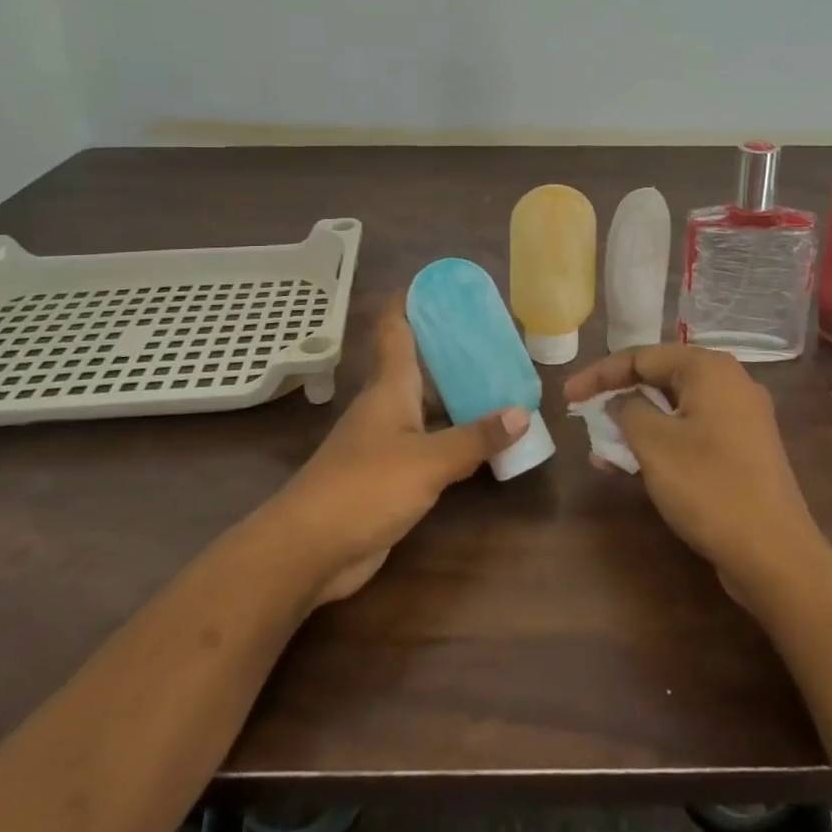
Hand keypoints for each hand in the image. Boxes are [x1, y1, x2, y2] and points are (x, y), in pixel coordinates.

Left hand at [268, 302, 528, 604]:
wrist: (310, 549)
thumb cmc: (365, 488)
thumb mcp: (427, 461)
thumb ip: (474, 437)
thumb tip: (521, 412)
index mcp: (390, 386)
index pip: (397, 328)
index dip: (413, 300)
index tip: (442, 282)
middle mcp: (387, 405)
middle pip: (420, 363)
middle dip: (452, 346)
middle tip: (496, 335)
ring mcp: (386, 440)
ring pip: (427, 404)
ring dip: (458, 392)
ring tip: (501, 380)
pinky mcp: (390, 473)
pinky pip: (430, 441)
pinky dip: (455, 433)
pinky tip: (483, 438)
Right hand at [564, 345, 824, 607]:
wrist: (775, 555)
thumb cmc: (709, 487)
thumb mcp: (654, 444)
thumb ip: (627, 410)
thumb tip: (620, 402)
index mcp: (709, 369)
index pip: (641, 356)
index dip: (599, 374)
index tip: (568, 396)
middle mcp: (729, 383)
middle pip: (659, 378)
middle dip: (617, 399)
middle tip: (583, 417)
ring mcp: (740, 418)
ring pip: (674, 409)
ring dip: (635, 426)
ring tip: (601, 451)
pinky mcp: (743, 450)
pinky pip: (691, 432)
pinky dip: (660, 443)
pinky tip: (632, 467)